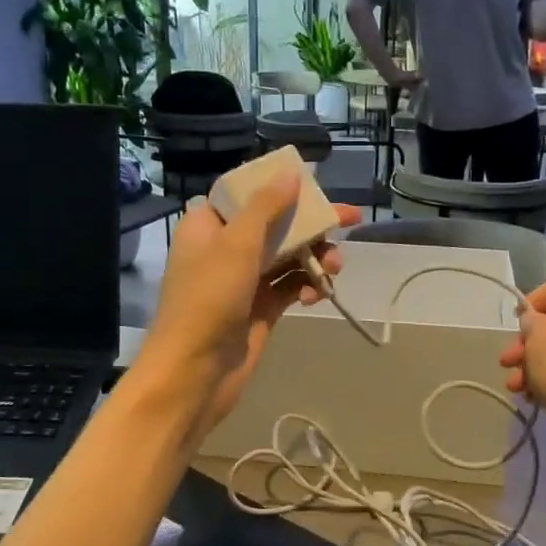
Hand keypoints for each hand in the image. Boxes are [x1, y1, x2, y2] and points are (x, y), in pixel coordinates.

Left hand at [137, 171, 359, 433]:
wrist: (195, 372)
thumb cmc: (209, 300)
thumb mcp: (236, 244)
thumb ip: (266, 206)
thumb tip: (292, 173)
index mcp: (208, 225)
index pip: (247, 194)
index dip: (281, 188)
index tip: (314, 188)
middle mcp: (224, 249)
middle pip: (275, 224)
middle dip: (310, 225)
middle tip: (349, 221)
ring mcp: (243, 281)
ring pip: (288, 257)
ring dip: (314, 257)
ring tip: (333, 268)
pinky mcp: (260, 309)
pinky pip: (290, 287)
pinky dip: (307, 286)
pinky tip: (318, 294)